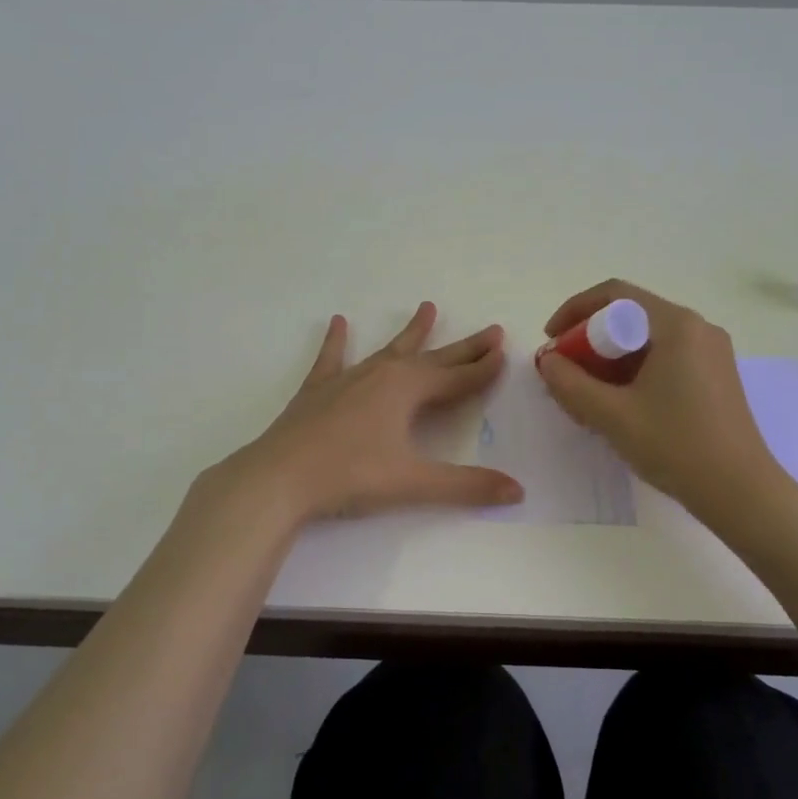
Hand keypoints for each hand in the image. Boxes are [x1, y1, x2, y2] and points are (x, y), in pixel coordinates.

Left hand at [223, 302, 524, 523]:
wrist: (279, 477)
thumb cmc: (350, 476)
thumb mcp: (413, 483)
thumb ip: (467, 486)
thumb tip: (518, 491)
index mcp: (407, 389)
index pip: (458, 378)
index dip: (483, 369)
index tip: (505, 352)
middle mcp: (382, 374)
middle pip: (433, 358)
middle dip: (463, 347)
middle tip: (491, 330)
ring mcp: (348, 378)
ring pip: (389, 349)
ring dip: (411, 332)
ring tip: (427, 307)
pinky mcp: (318, 390)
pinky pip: (332, 358)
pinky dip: (336, 341)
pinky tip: (337, 322)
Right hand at [536, 280, 776, 511]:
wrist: (741, 493)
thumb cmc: (675, 446)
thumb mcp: (612, 415)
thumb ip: (570, 383)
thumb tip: (548, 360)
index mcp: (676, 325)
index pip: (615, 295)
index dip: (575, 310)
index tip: (551, 339)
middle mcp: (698, 328)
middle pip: (631, 316)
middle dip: (591, 339)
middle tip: (566, 371)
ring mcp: (711, 352)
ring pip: (647, 339)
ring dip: (611, 358)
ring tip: (588, 392)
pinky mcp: (716, 376)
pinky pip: (666, 357)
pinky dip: (635, 370)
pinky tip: (620, 403)